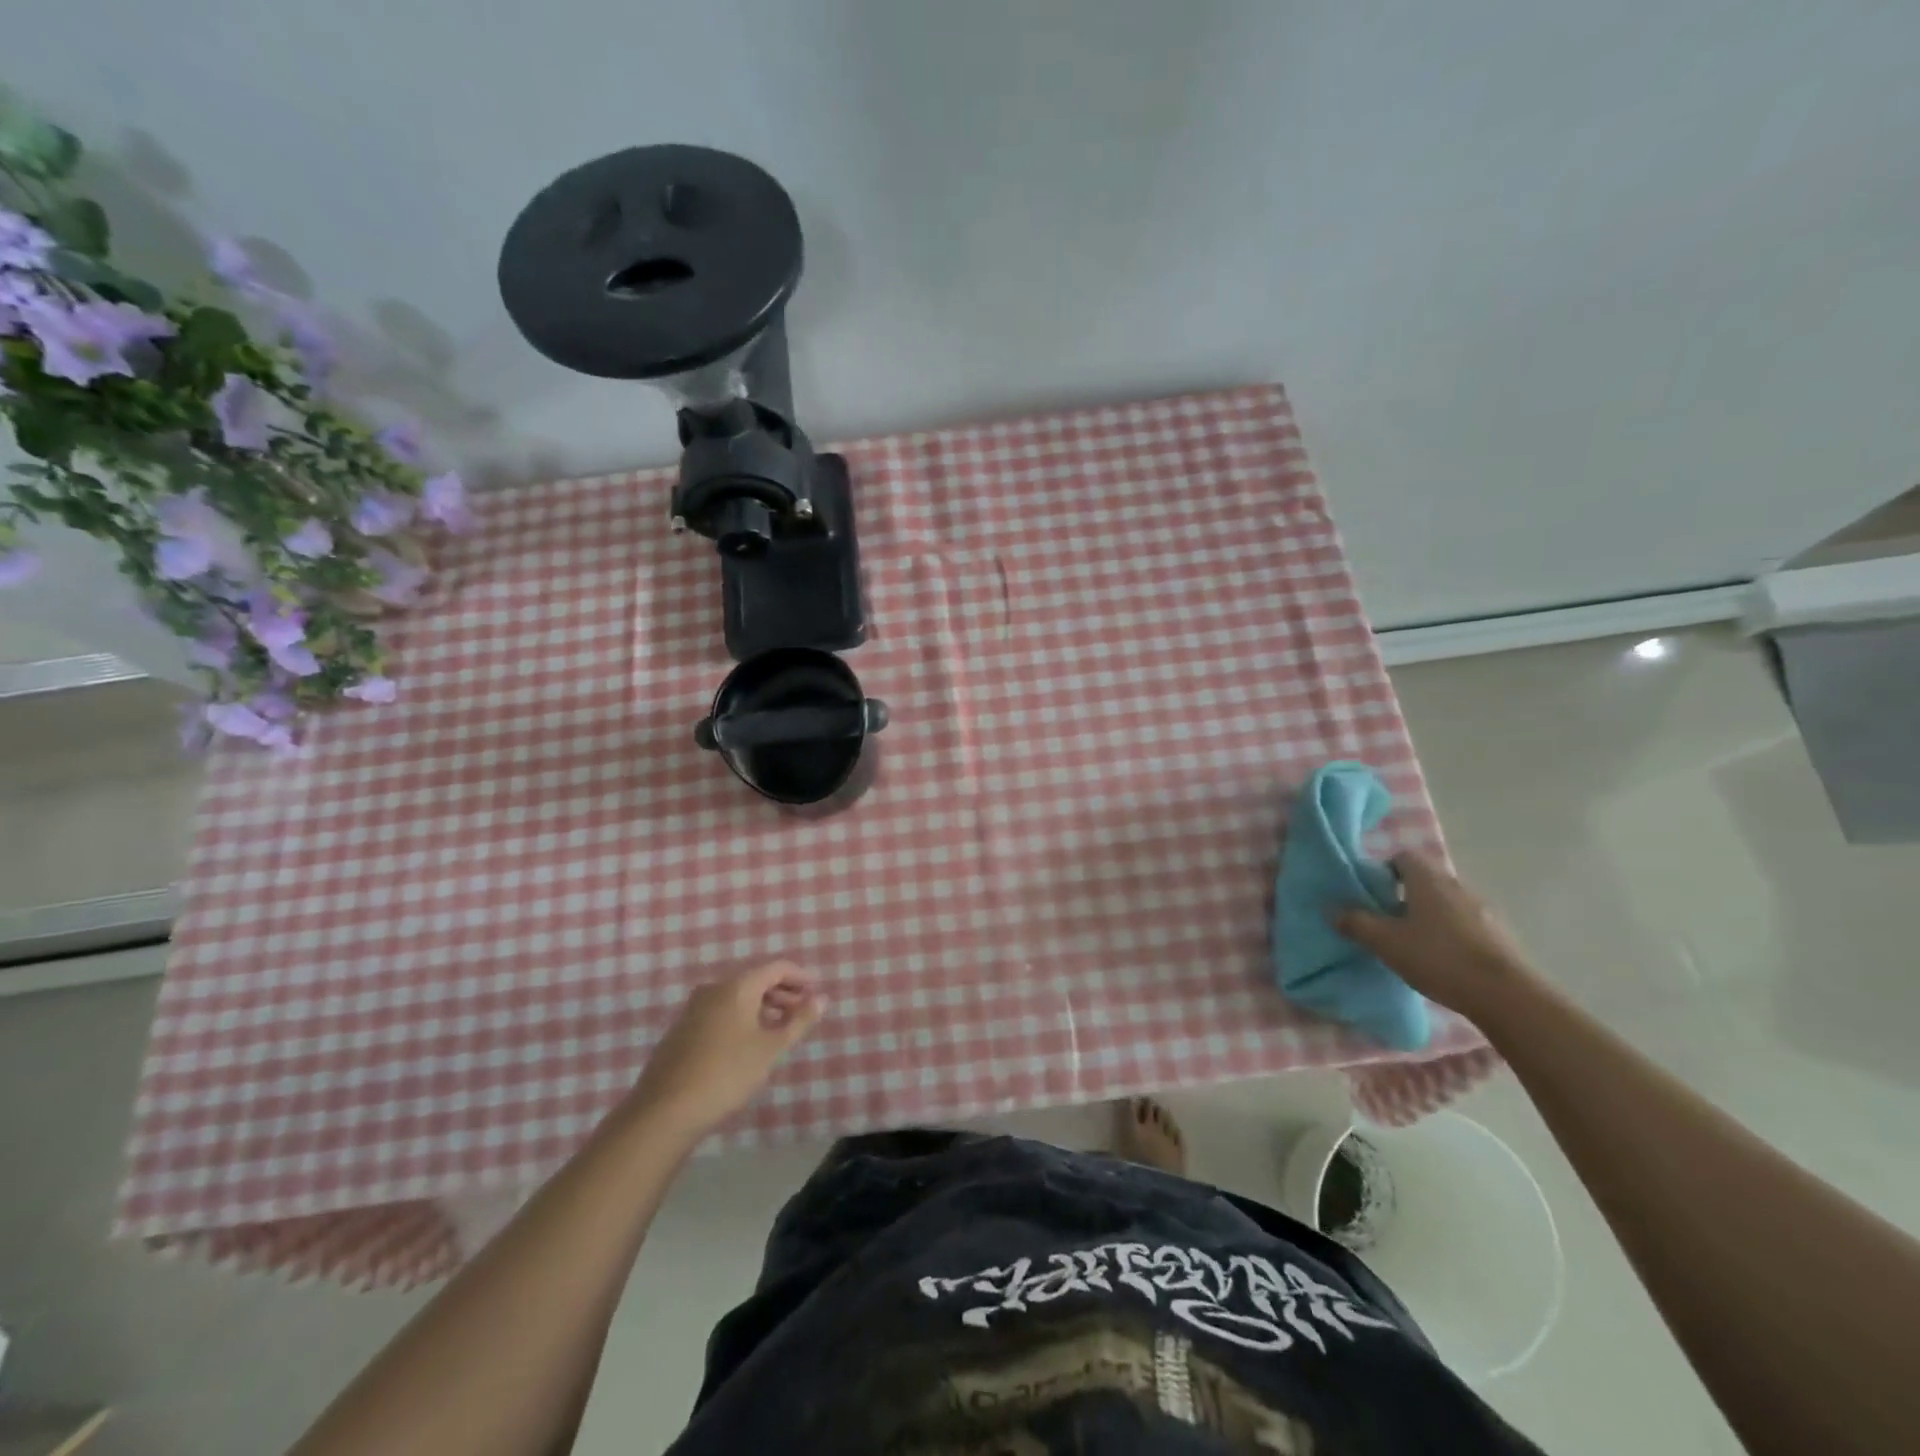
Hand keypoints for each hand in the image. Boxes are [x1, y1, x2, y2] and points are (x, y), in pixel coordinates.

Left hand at [631, 960, 823, 1136]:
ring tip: (779, 1030)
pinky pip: (720, 1011)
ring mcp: (694, 1008)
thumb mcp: (770, 1049)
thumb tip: (822, 999)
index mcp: (737, 986)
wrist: (665, 1110)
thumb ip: (799, 1021)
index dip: (800, 976)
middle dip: (782, 992)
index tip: (816, 992)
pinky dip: (741, 1017)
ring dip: (762, 1006)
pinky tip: (748, 1042)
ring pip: (736, 996)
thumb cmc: (727, 1074)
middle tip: (802, 1012)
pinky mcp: (682, 1029)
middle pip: (755, 979)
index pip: (776, 967)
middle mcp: (714, 988)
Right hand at [1335, 852, 1540, 1021]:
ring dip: (1429, 916)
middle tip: (1386, 921)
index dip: (1383, 870)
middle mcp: (1456, 886)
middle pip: (1425, 880)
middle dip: (1404, 895)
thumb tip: (1333, 910)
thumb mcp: (1385, 942)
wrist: (1506, 996)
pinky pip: (1466, 924)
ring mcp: (1483, 910)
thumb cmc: (1439, 958)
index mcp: (1427, 880)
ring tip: (1414, 944)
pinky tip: (1443, 960)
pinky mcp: (1500, 935)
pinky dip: (1451, 934)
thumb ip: (1356, 923)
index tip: (1372, 893)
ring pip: (1446, 903)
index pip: (1402, 857)